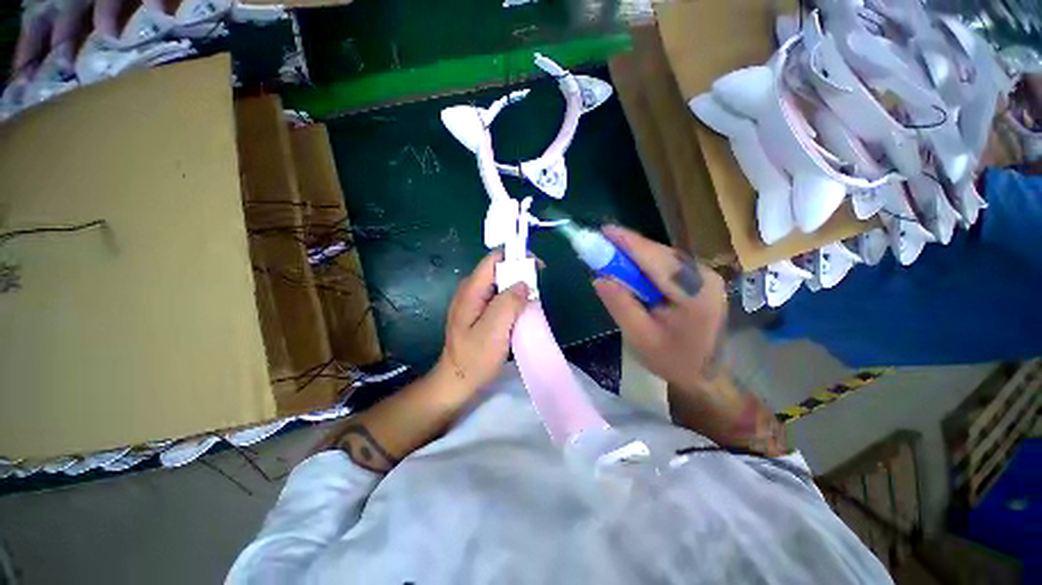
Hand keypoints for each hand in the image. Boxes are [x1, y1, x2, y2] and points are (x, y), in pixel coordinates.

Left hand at [437, 249, 529, 394]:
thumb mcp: (494, 330)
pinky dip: (512, 300)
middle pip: (498, 270)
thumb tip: (523, 283)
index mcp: (471, 290)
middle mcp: (471, 290)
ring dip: (517, 288)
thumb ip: (508, 303)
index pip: (494, 258)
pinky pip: (498, 297)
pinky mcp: (478, 312)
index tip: (538, 268)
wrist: (457, 382)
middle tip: (537, 289)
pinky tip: (520, 311)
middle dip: (520, 273)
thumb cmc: (475, 359)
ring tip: (532, 301)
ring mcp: (473, 301)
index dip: (517, 257)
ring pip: (500, 284)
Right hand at [592, 225, 726, 391]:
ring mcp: (704, 275)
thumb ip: (620, 305)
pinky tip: (631, 272)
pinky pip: (666, 264)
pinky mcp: (699, 278)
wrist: (707, 375)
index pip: (654, 259)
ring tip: (610, 260)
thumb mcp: (640, 337)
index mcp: (693, 293)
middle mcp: (704, 276)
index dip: (627, 242)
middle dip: (627, 248)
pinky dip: (645, 265)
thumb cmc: (673, 360)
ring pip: (662, 256)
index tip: (603, 230)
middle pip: (658, 253)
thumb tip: (599, 277)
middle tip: (599, 247)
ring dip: (635, 256)